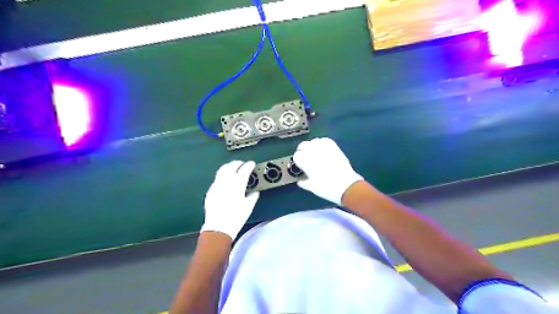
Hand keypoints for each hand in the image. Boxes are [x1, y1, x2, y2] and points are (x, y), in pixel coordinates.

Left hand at [202, 161, 260, 240]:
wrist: (218, 227)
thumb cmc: (236, 217)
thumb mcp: (248, 207)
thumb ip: (253, 197)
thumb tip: (255, 193)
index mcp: (237, 184)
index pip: (244, 170)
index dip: (249, 165)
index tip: (252, 164)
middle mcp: (226, 182)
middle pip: (231, 166)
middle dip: (238, 163)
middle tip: (242, 164)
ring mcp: (217, 185)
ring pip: (222, 170)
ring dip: (229, 167)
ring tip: (233, 168)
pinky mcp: (211, 190)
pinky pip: (217, 179)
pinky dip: (223, 175)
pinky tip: (225, 181)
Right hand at [290, 137, 364, 205]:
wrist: (346, 186)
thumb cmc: (326, 188)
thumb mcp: (312, 187)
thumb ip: (303, 182)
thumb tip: (300, 180)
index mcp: (306, 161)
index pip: (296, 156)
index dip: (298, 161)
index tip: (300, 166)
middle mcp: (313, 151)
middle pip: (303, 145)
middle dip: (302, 151)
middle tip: (306, 159)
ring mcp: (324, 147)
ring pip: (313, 142)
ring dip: (312, 147)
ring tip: (314, 154)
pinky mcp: (334, 147)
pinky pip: (324, 140)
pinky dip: (321, 143)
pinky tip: (322, 150)